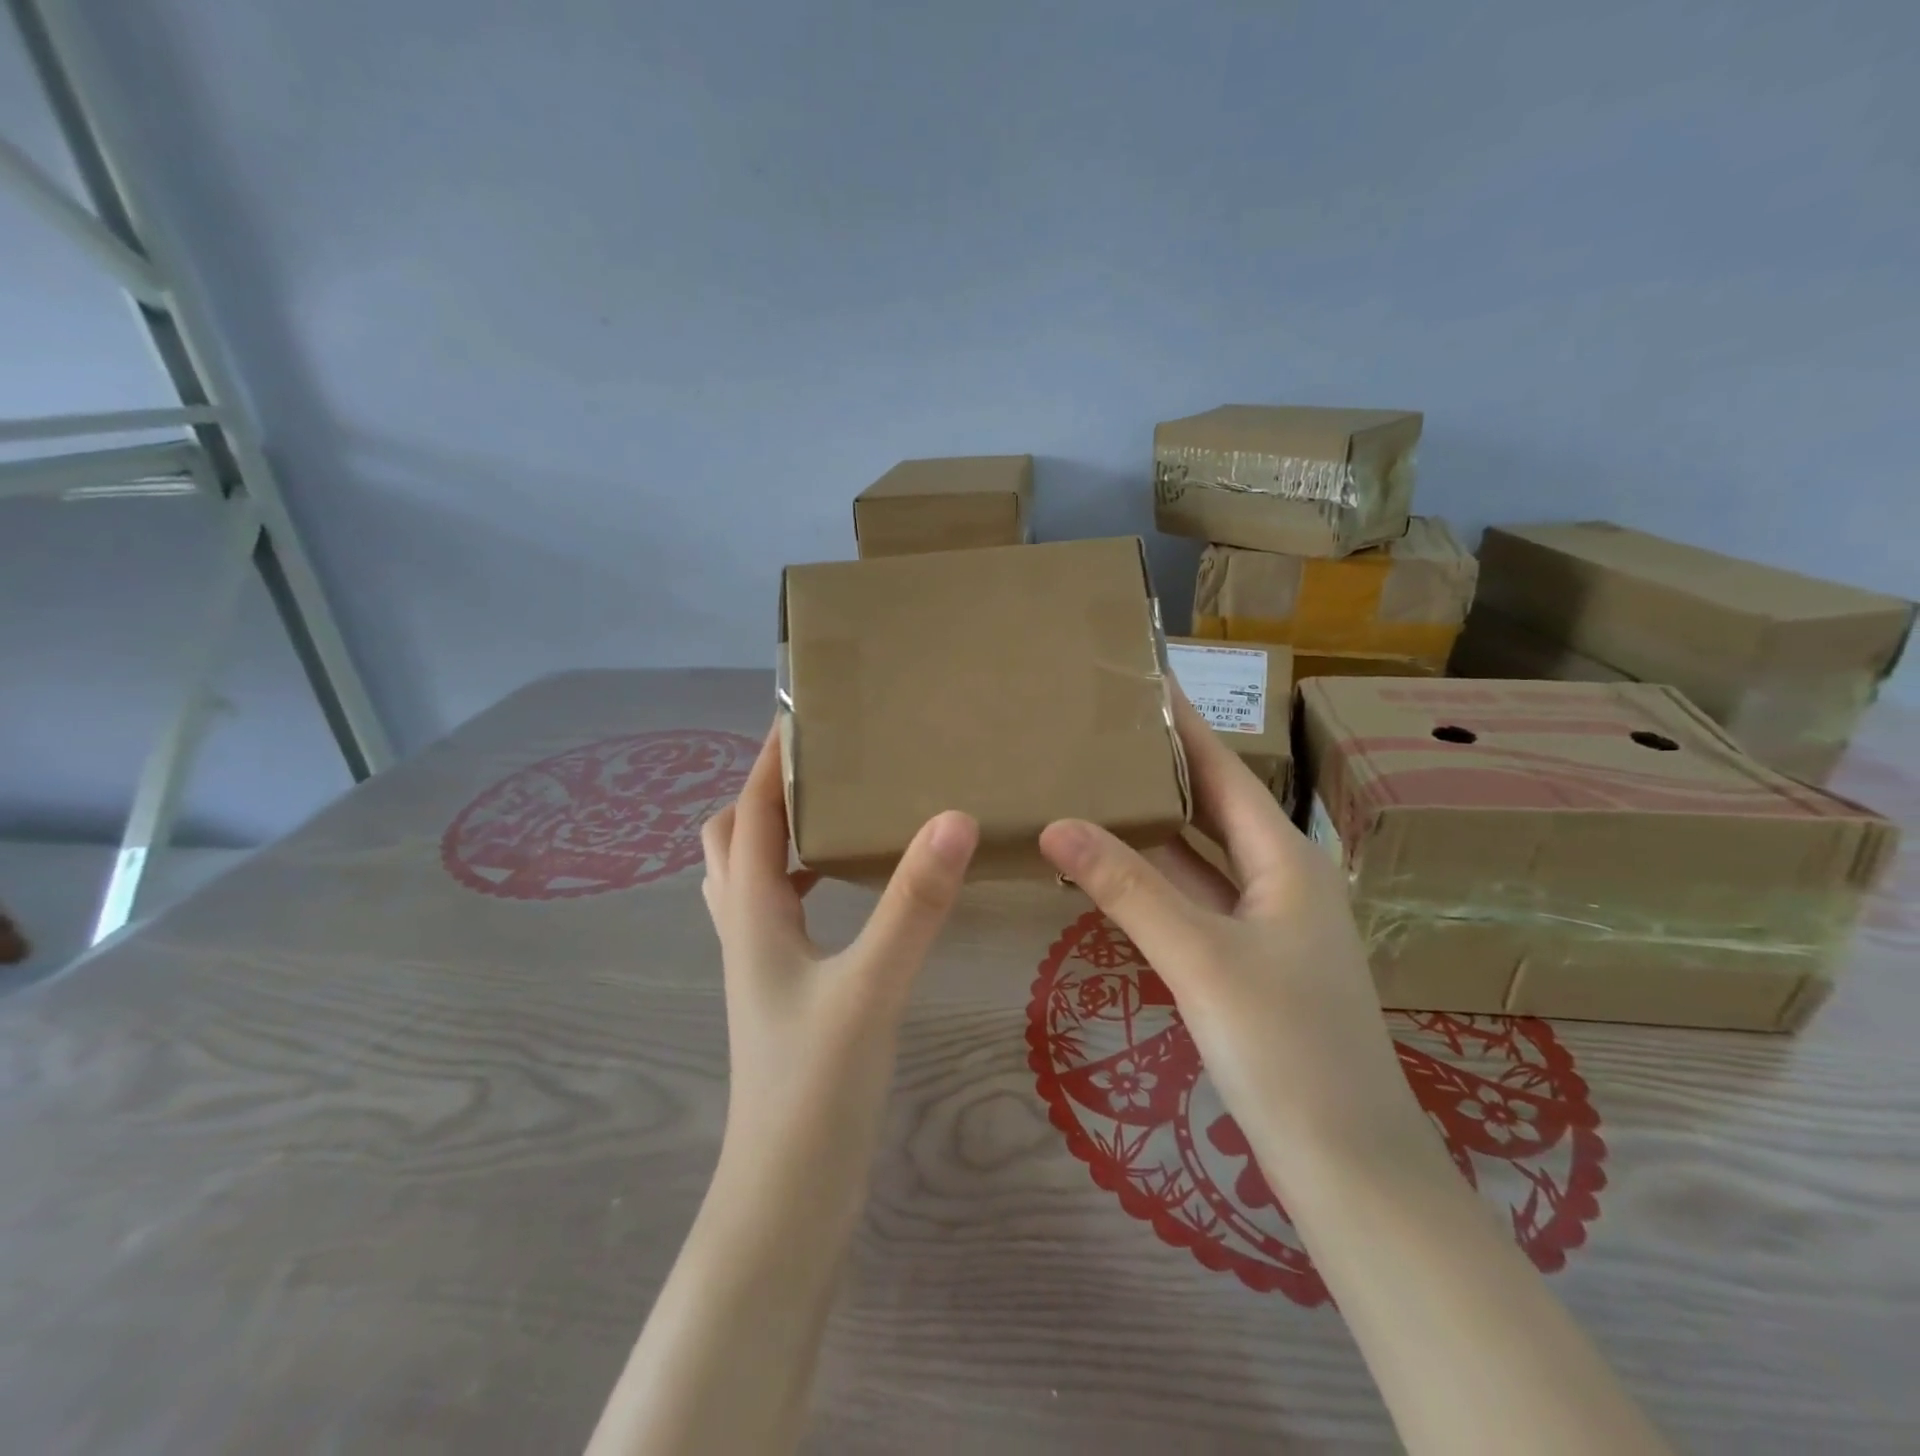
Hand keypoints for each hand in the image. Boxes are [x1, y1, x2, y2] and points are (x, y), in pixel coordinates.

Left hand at [700, 725, 978, 1223]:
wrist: (787, 1196)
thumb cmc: (816, 1089)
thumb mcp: (870, 987)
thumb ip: (913, 904)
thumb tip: (953, 818)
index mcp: (753, 913)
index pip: (750, 814)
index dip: (769, 762)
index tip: (802, 715)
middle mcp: (745, 929)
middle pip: (731, 839)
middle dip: (764, 791)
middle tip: (821, 764)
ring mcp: (760, 963)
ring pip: (749, 876)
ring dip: (777, 834)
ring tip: (833, 811)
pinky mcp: (782, 990)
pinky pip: (777, 910)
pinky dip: (798, 878)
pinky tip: (844, 887)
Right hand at [1039, 689, 1436, 1196]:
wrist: (1348, 1167)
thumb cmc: (1285, 1047)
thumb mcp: (1200, 957)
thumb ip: (1127, 888)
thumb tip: (1056, 824)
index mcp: (1286, 859)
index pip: (1224, 771)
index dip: (1185, 725)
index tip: (1144, 681)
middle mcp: (1279, 880)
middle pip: (1211, 808)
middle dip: (1160, 770)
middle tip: (1097, 733)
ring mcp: (1264, 925)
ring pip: (1197, 860)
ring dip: (1150, 829)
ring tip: (1091, 787)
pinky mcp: (1246, 964)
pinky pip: (1191, 903)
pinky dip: (1152, 883)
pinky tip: (1109, 872)